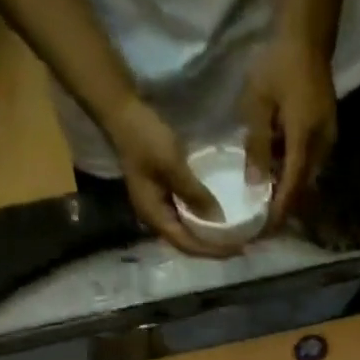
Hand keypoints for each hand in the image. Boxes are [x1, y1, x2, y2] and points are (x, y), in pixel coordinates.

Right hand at [106, 96, 229, 256]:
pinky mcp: (161, 194)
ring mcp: (157, 207)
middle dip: (213, 247)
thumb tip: (219, 221)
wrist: (121, 109)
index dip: (213, 250)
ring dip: (208, 235)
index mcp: (155, 217)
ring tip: (231, 236)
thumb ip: (195, 195)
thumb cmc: (145, 137)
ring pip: (187, 231)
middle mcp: (155, 218)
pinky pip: (185, 216)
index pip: (188, 245)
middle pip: (188, 243)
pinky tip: (216, 217)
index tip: (237, 249)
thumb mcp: (173, 166)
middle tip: (239, 246)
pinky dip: (202, 220)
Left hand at [241, 31, 336, 230]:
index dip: (279, 213)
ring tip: (267, 202)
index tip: (265, 231)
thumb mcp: (258, 103)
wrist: (308, 34)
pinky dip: (293, 176)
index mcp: (304, 143)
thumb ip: (257, 147)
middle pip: (302, 191)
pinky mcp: (326, 135)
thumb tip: (254, 186)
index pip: (291, 190)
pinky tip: (277, 175)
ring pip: (306, 180)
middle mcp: (321, 149)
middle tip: (263, 223)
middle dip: (283, 209)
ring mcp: (327, 143)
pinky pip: (309, 166)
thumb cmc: (278, 64)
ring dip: (288, 192)